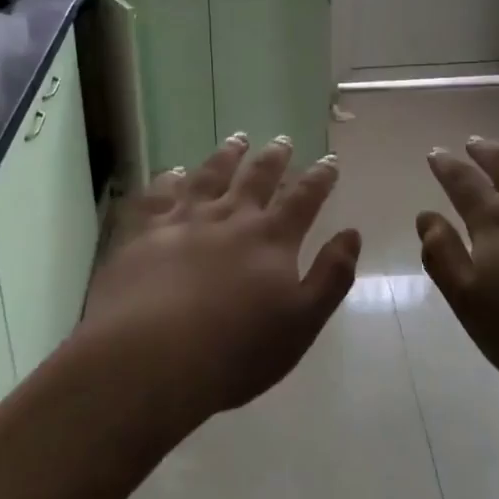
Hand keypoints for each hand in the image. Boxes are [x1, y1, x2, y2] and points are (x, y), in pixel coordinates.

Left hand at [79, 135, 360, 428]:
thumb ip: (331, 276)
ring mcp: (185, 219)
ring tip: (238, 139)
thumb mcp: (302, 323)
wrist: (152, 359)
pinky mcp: (145, 231)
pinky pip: (160, 194)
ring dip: (228, 155)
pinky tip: (174, 171)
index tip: (329, 160)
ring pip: (211, 175)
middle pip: (257, 177)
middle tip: (283, 140)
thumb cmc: (235, 352)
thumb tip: (352, 234)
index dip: (320, 178)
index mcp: (271, 239)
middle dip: (274, 157)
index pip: (303, 198)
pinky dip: (169, 178)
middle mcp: (231, 217)